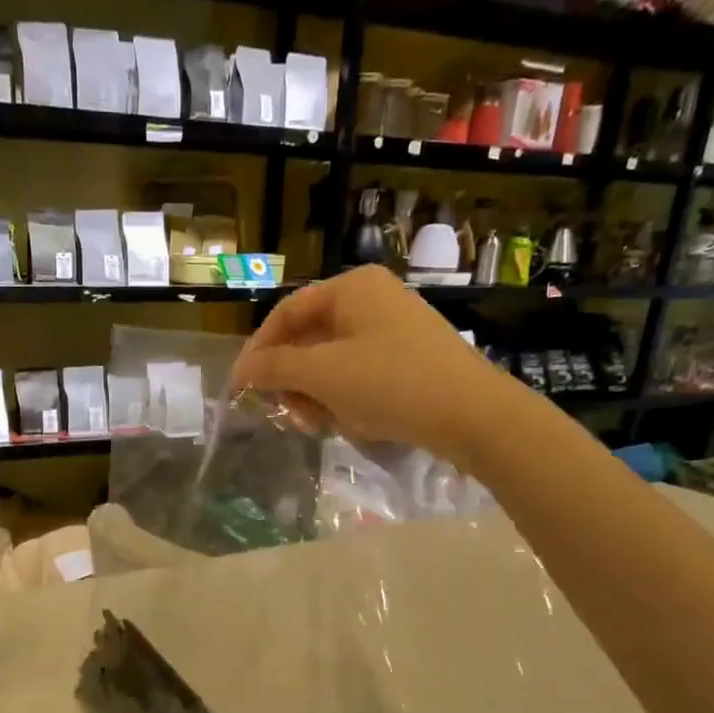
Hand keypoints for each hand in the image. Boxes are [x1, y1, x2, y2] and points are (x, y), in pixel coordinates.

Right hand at [231, 265, 501, 461]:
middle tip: (288, 414)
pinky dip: (345, 397)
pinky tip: (349, 422)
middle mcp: (372, 299)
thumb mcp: (322, 375)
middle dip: (293, 380)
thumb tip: (242, 371)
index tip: (241, 387)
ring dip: (317, 394)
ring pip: (333, 361)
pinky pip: (359, 373)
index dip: (258, 350)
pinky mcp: (409, 358)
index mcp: (351, 288)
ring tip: (320, 424)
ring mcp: (394, 329)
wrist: (472, 414)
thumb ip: (275, 369)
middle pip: (309, 338)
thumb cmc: (390, 383)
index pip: (286, 313)